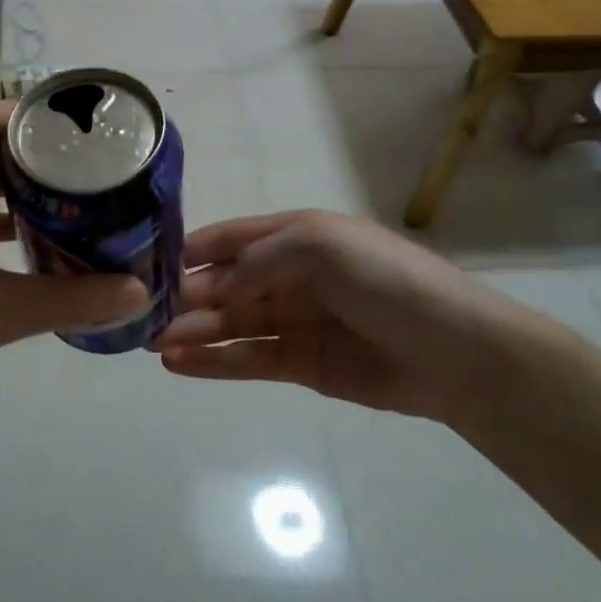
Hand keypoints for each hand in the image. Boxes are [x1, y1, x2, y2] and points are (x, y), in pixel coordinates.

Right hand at [155, 210, 546, 423]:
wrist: (455, 351)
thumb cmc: (387, 282)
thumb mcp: (323, 246)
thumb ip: (262, 259)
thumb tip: (215, 284)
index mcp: (298, 236)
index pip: (234, 239)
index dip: (196, 249)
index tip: (153, 264)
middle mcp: (291, 275)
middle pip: (228, 285)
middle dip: (189, 298)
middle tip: (145, 316)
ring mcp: (296, 322)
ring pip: (233, 324)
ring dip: (195, 332)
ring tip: (154, 344)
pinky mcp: (302, 364)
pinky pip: (249, 359)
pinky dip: (216, 362)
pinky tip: (181, 365)